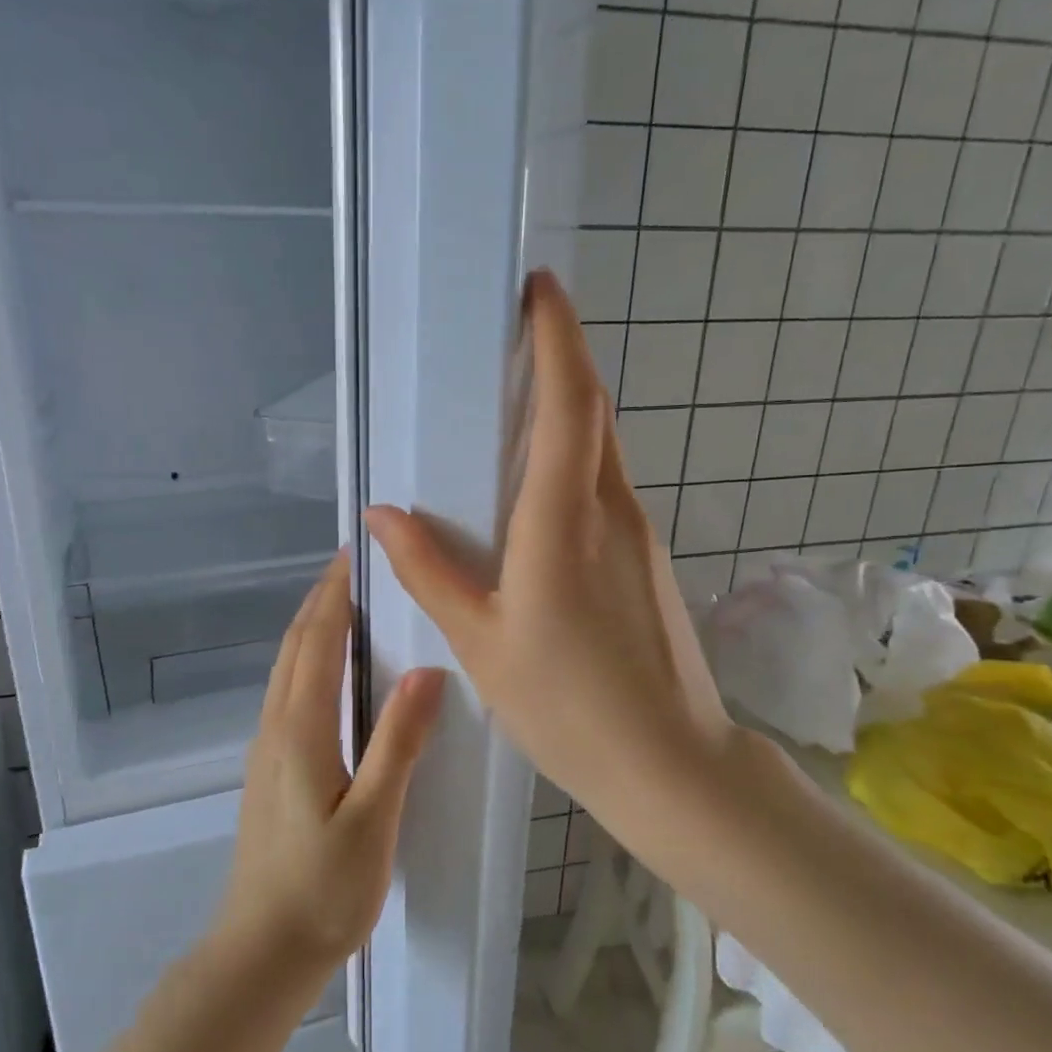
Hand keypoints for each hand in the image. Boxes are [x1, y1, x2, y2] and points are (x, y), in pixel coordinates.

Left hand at [217, 553, 445, 979]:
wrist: (261, 951)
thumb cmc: (323, 890)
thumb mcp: (373, 819)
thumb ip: (398, 744)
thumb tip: (428, 671)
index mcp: (301, 730)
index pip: (318, 642)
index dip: (335, 596)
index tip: (355, 555)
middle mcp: (277, 728)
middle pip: (296, 646)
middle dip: (322, 601)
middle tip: (355, 567)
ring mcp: (266, 749)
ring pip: (287, 668)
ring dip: (311, 627)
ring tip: (345, 604)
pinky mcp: (269, 769)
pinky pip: (287, 692)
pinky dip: (307, 659)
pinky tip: (329, 671)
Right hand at [365, 272, 731, 819]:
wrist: (670, 761)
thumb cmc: (567, 707)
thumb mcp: (481, 642)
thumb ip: (430, 571)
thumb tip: (381, 513)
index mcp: (564, 522)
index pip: (568, 405)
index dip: (557, 338)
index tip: (538, 289)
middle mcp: (611, 510)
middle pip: (590, 412)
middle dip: (558, 360)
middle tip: (509, 337)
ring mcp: (638, 532)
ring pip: (601, 448)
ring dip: (565, 411)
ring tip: (511, 405)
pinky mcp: (648, 556)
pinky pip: (605, 485)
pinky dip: (573, 459)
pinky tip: (537, 488)